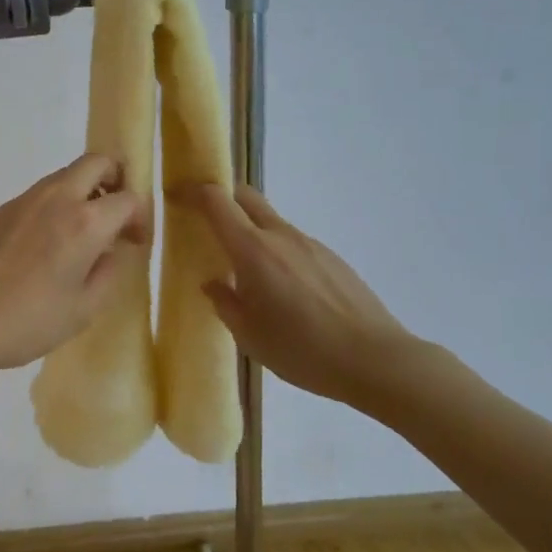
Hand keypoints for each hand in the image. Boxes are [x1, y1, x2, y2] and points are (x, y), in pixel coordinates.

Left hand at [0, 154, 147, 379]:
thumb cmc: (27, 322)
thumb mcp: (83, 310)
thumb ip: (109, 272)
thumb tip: (113, 249)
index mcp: (83, 222)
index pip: (128, 198)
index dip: (140, 218)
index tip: (135, 242)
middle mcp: (56, 199)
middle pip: (96, 162)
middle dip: (115, 180)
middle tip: (115, 215)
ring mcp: (24, 200)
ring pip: (65, 175)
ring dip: (84, 191)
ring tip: (82, 234)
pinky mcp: (1, 211)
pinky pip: (40, 194)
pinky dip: (56, 205)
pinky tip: (47, 246)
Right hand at [171, 182, 420, 411]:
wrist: (374, 359)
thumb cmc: (302, 350)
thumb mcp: (249, 336)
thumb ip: (225, 303)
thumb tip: (213, 283)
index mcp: (253, 251)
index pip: (217, 202)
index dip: (194, 192)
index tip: (177, 195)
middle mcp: (281, 236)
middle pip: (246, 197)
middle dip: (222, 197)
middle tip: (205, 218)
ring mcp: (310, 244)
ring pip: (271, 221)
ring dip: (250, 229)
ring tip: (244, 268)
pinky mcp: (331, 258)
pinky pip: (293, 242)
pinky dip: (276, 250)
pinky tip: (282, 288)